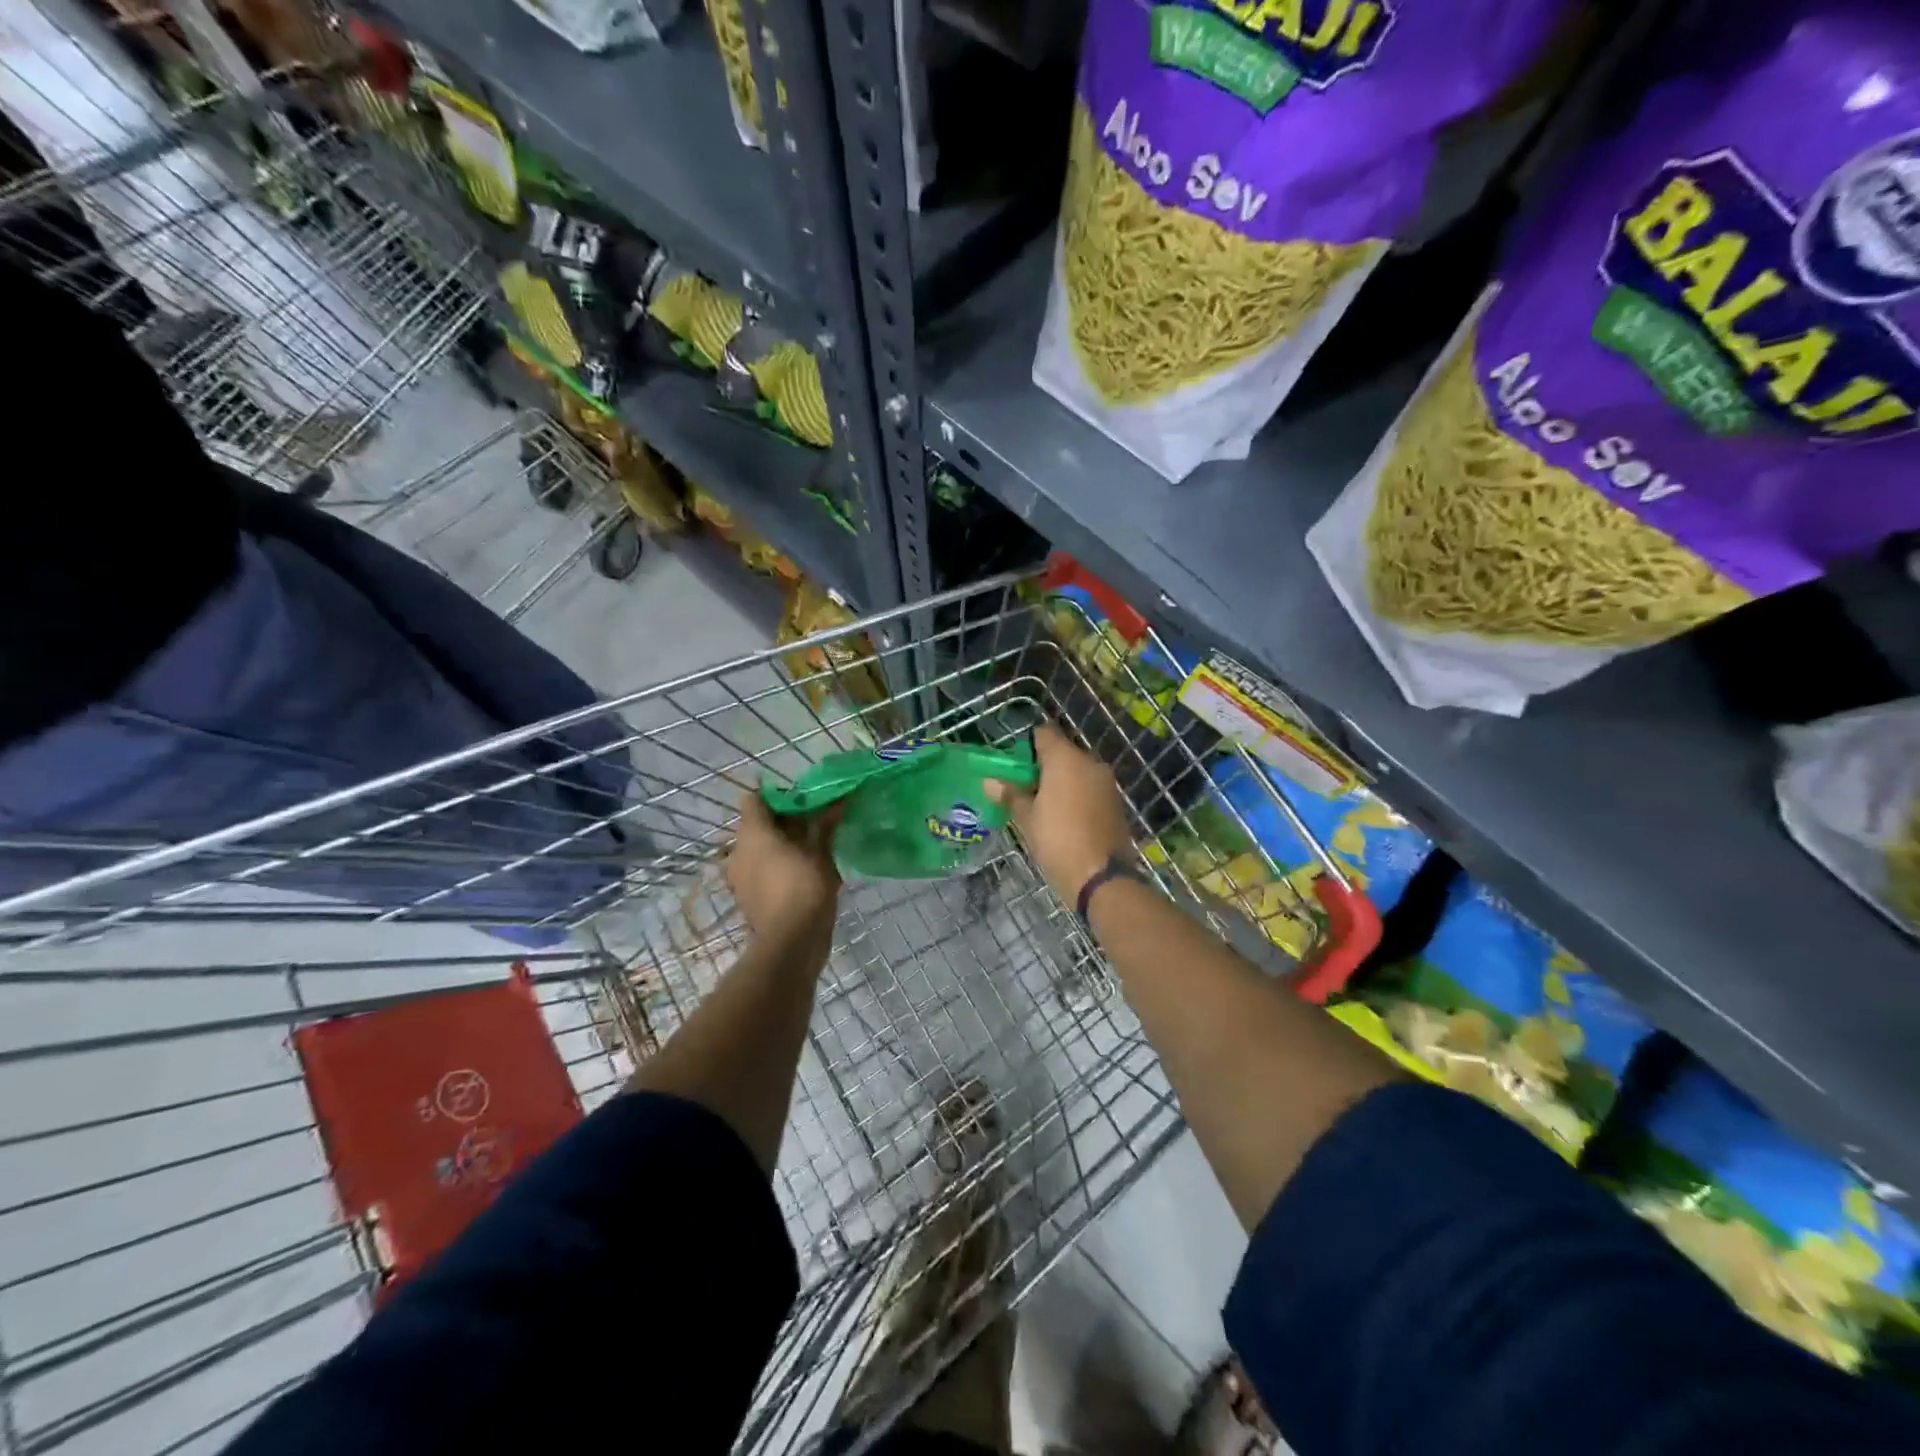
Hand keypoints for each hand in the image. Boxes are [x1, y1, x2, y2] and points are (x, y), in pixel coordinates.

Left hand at [728, 788, 841, 945]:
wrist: (790, 944)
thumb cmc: (804, 888)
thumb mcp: (820, 852)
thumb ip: (825, 823)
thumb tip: (839, 799)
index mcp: (753, 833)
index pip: (754, 799)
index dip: (777, 796)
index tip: (803, 802)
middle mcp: (739, 851)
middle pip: (758, 825)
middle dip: (784, 823)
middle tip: (815, 825)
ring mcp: (740, 877)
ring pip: (759, 849)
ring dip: (781, 846)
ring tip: (812, 851)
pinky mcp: (747, 898)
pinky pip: (761, 871)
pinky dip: (778, 867)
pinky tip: (803, 875)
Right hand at [988, 723, 1132, 904]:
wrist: (1101, 877)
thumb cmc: (1057, 840)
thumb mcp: (1026, 818)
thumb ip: (1011, 794)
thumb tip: (991, 781)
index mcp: (1065, 758)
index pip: (1044, 733)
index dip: (1028, 745)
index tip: (1015, 766)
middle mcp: (1090, 762)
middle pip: (1063, 752)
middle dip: (1044, 766)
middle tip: (1025, 790)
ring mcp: (1106, 782)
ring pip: (1078, 771)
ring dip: (1062, 782)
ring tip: (1044, 807)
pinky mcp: (1116, 801)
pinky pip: (1091, 788)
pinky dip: (1078, 796)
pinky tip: (1066, 818)